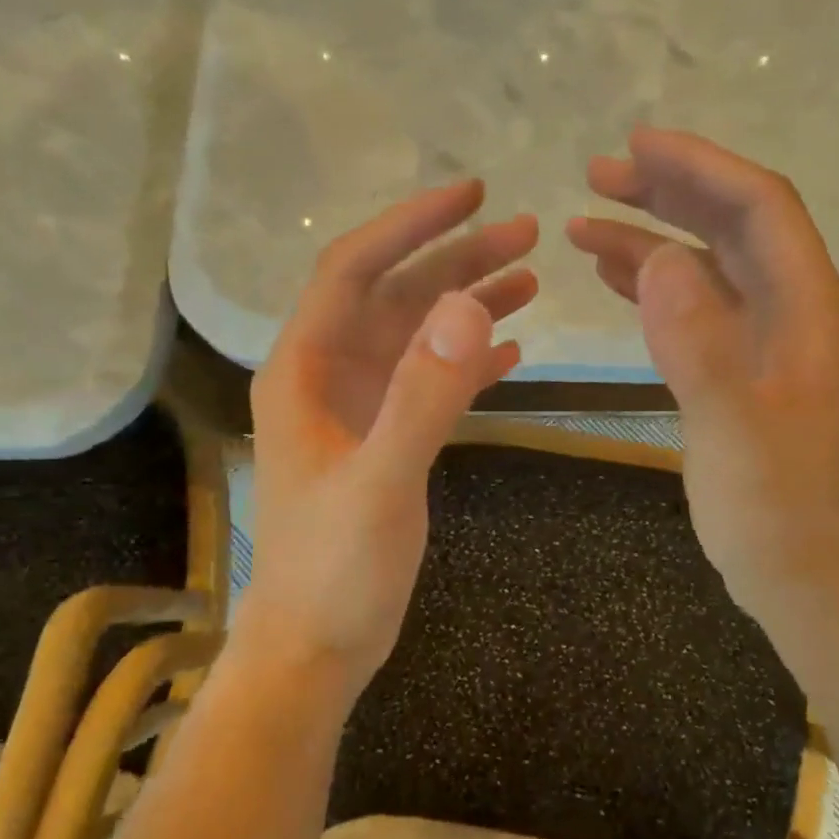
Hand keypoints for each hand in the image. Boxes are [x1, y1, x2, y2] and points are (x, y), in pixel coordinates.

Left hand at [236, 180, 537, 705]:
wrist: (318, 644)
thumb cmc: (334, 569)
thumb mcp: (381, 481)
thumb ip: (423, 396)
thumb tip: (469, 307)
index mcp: (306, 370)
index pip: (354, 269)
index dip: (410, 226)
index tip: (471, 195)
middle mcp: (330, 376)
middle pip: (395, 295)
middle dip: (456, 260)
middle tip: (527, 234)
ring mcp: (361, 409)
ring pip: (418, 336)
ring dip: (469, 304)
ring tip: (532, 279)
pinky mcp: (388, 440)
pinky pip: (433, 383)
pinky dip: (471, 362)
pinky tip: (514, 351)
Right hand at [567, 128, 838, 623]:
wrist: (797, 572)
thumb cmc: (772, 509)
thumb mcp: (733, 430)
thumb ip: (699, 344)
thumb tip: (660, 260)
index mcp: (808, 311)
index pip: (760, 208)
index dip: (701, 167)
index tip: (637, 145)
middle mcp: (792, 311)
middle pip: (733, 225)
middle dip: (669, 192)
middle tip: (598, 174)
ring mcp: (764, 341)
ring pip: (708, 265)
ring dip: (652, 238)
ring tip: (584, 222)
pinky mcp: (738, 369)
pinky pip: (695, 309)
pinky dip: (654, 286)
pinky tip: (612, 276)